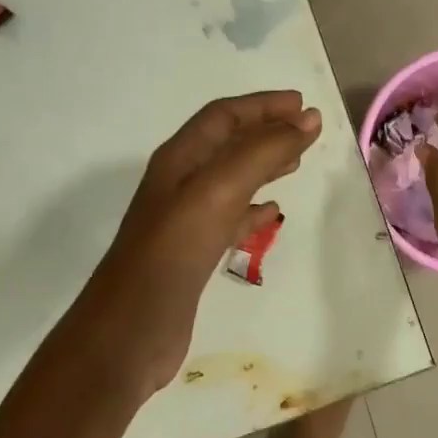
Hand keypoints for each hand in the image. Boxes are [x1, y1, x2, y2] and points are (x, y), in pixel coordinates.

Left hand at [80, 91, 320, 396]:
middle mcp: (180, 183)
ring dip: (263, 165)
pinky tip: (273, 214)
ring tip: (297, 162)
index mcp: (180, 159)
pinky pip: (230, 218)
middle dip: (266, 130)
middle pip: (228, 143)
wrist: (129, 332)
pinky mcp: (193, 254)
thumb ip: (263, 152)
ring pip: (232, 179)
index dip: (263, 105)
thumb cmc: (173, 252)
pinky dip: (254, 209)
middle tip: (307, 129)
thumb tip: (308, 118)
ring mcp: (185, 220)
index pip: (224, 116)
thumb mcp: (219, 191)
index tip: (303, 104)